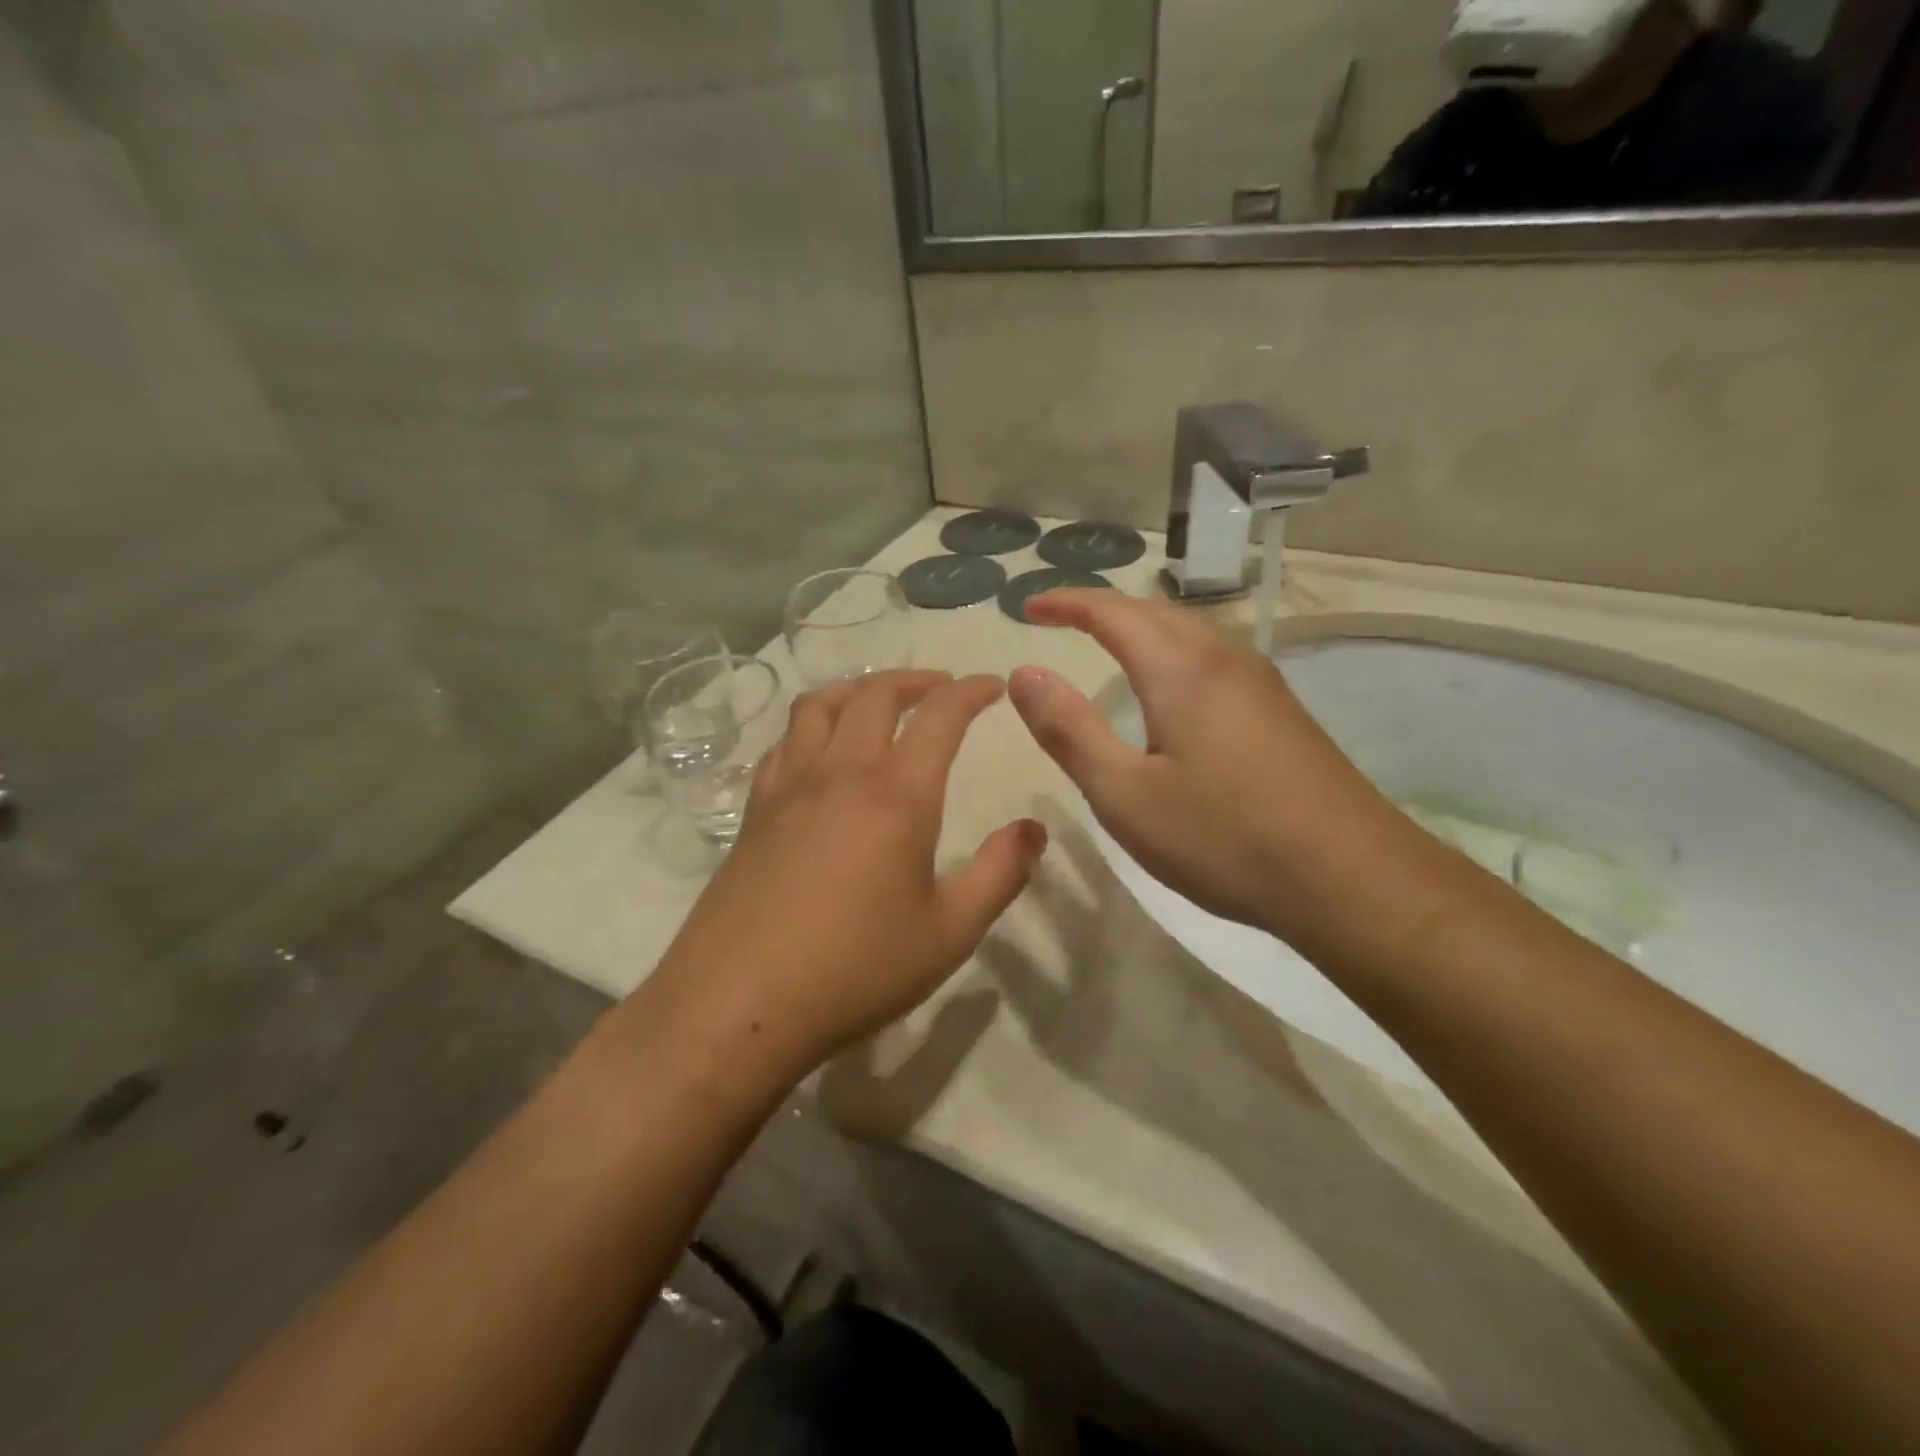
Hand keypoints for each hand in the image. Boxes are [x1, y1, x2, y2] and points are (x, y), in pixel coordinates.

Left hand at [650, 670, 1046, 1079]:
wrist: (738, 1004)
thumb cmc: (856, 970)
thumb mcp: (949, 932)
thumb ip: (999, 874)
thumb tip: (1034, 830)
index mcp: (896, 794)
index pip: (940, 716)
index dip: (971, 691)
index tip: (993, 685)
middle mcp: (840, 772)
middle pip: (874, 695)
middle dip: (914, 680)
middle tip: (941, 688)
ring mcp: (789, 787)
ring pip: (819, 706)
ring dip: (857, 689)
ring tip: (879, 700)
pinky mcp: (754, 811)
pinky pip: (784, 742)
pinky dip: (812, 725)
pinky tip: (819, 750)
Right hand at [1008, 591, 1397, 942]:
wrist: (1351, 878)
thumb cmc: (1224, 838)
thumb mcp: (1125, 795)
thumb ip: (1069, 730)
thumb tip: (1024, 672)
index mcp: (1180, 670)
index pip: (1112, 612)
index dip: (1066, 602)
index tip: (1028, 607)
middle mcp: (1224, 659)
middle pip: (1155, 612)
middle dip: (1103, 609)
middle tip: (1062, 621)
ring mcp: (1262, 684)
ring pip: (1190, 633)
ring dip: (1142, 628)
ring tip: (1108, 645)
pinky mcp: (1282, 712)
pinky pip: (1214, 659)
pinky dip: (1174, 654)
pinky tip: (1173, 691)